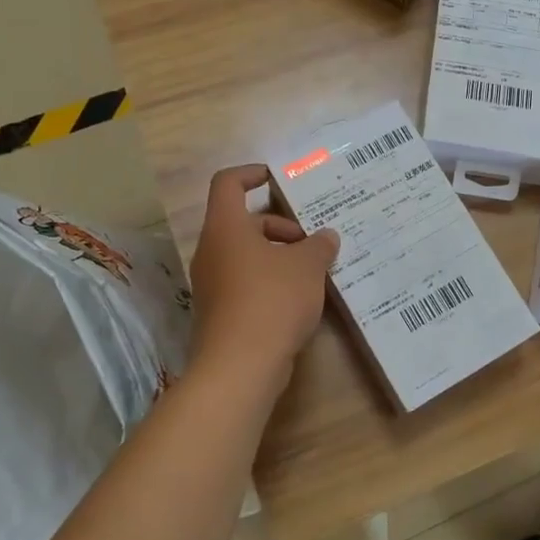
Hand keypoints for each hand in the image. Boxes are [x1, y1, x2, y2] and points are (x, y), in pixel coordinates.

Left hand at [188, 164, 339, 389]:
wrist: (240, 365)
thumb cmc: (272, 300)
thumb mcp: (307, 267)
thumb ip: (319, 246)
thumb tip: (327, 237)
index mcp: (226, 228)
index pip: (228, 184)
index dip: (251, 174)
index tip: (277, 179)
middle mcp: (212, 251)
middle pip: (244, 223)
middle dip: (281, 227)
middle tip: (312, 243)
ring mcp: (212, 283)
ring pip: (246, 255)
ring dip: (279, 256)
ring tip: (313, 272)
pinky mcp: (219, 312)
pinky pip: (246, 283)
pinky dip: (271, 281)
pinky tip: (300, 299)